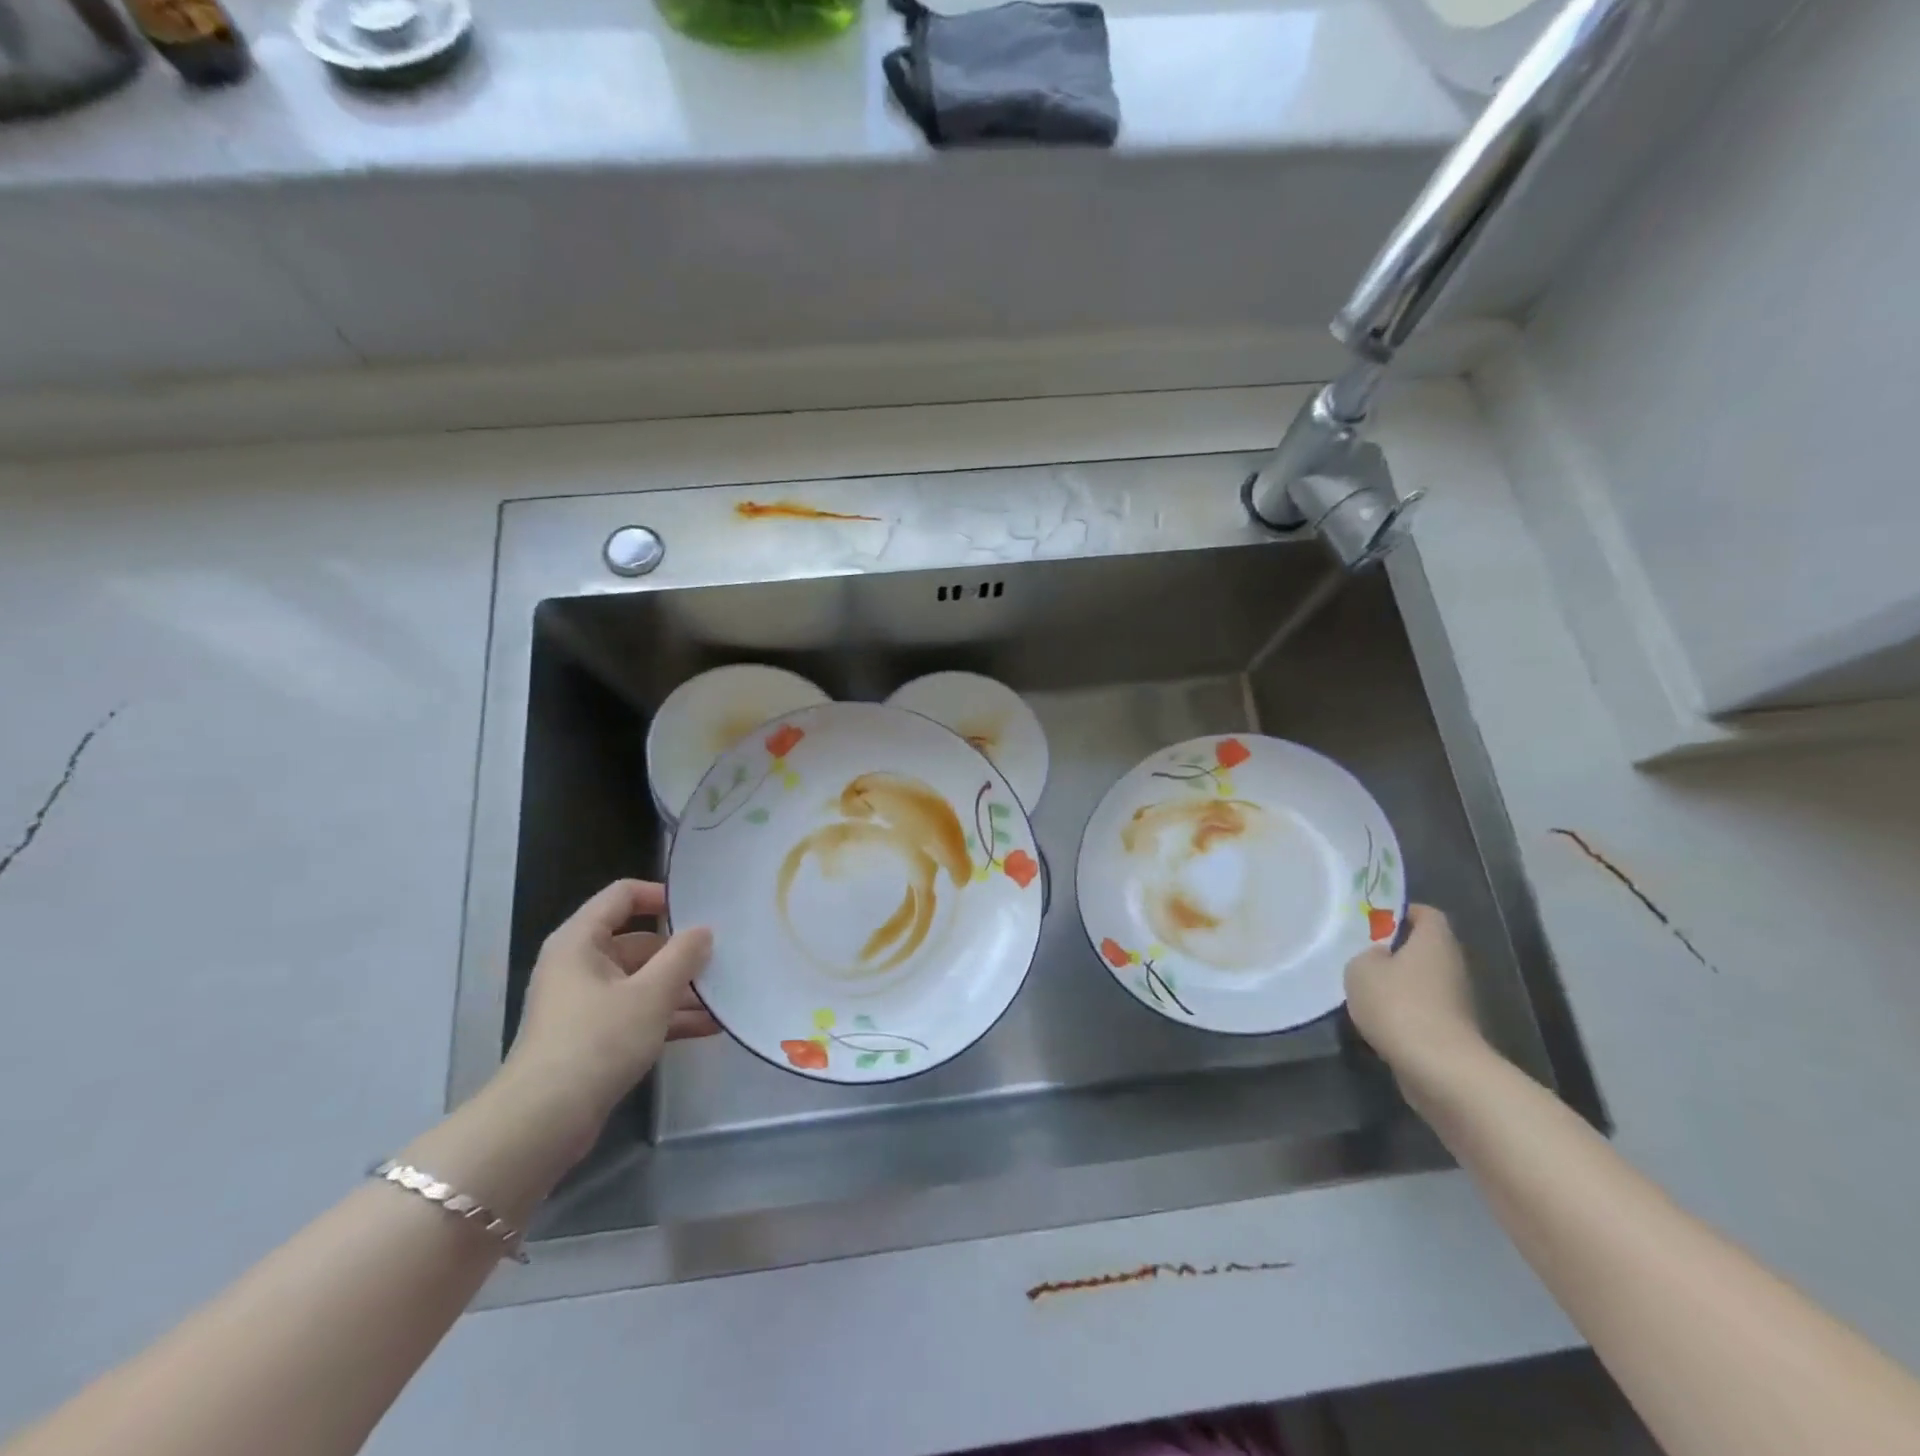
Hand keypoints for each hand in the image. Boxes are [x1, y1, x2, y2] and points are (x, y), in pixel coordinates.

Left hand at [498, 880, 717, 1154]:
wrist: (544, 1122)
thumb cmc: (597, 1041)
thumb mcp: (651, 994)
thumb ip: (683, 956)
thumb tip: (703, 931)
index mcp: (581, 941)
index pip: (623, 896)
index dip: (661, 895)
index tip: (701, 909)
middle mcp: (580, 965)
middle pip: (638, 941)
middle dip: (681, 952)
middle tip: (725, 957)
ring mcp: (586, 1003)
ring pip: (642, 981)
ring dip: (681, 988)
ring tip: (726, 995)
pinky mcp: (594, 1037)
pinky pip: (638, 1013)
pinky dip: (669, 1017)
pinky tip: (710, 1027)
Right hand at [1344, 904, 1487, 1096]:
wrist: (1439, 1067)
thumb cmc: (1398, 1004)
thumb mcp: (1361, 968)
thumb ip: (1367, 956)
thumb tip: (1380, 958)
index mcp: (1434, 941)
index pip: (1426, 914)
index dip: (1402, 913)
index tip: (1375, 922)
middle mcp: (1452, 965)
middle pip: (1425, 948)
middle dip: (1396, 951)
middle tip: (1364, 956)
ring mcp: (1457, 1000)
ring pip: (1423, 980)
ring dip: (1399, 984)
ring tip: (1366, 991)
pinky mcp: (1453, 1030)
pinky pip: (1424, 1009)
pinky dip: (1405, 1011)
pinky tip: (1380, 1020)